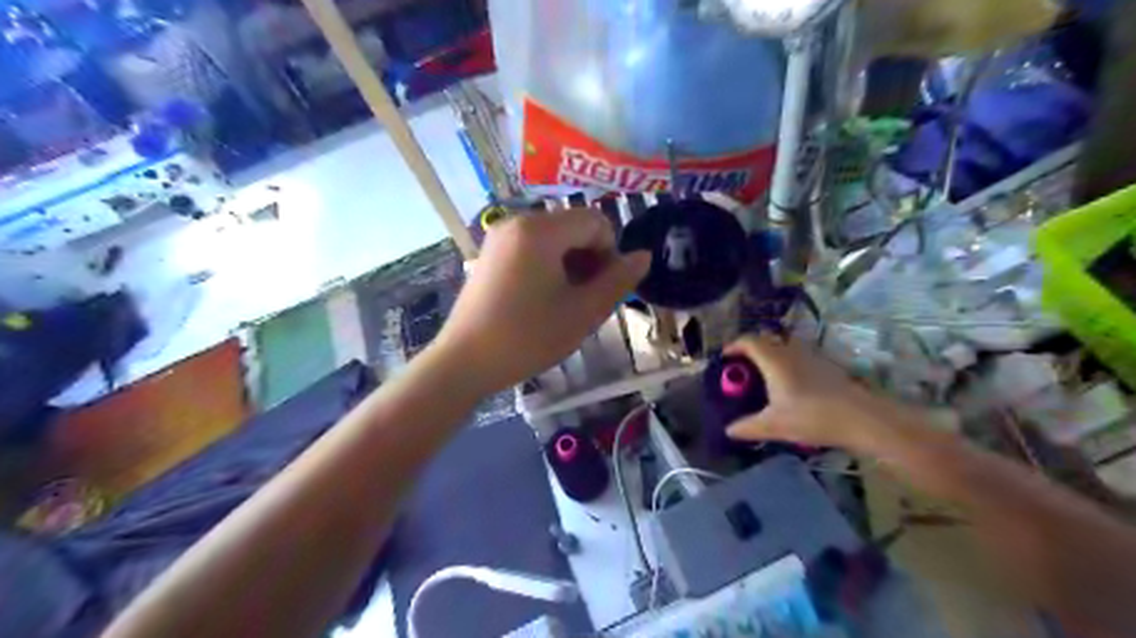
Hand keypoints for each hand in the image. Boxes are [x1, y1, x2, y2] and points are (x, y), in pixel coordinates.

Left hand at [433, 210, 646, 396]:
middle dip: (590, 258)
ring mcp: (500, 236)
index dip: (610, 253)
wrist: (464, 363)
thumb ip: (618, 281)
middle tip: (586, 299)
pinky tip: (543, 298)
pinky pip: (532, 246)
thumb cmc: (528, 338)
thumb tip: (643, 256)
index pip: (595, 222)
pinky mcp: (490, 252)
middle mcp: (518, 221)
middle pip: (574, 226)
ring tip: (566, 302)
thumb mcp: (582, 312)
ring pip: (554, 237)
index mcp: (540, 230)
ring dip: (571, 263)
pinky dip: (548, 264)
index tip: (604, 289)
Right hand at [722, 335, 900, 452]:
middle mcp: (792, 351)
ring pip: (786, 347)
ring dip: (772, 355)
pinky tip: (792, 385)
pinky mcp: (828, 365)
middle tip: (743, 367)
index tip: (725, 358)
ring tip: (765, 375)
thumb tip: (729, 430)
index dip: (734, 346)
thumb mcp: (774, 425)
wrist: (862, 418)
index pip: (749, 341)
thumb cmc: (812, 416)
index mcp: (774, 360)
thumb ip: (749, 427)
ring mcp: (813, 356)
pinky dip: (789, 363)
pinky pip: (801, 357)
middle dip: (752, 349)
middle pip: (767, 340)